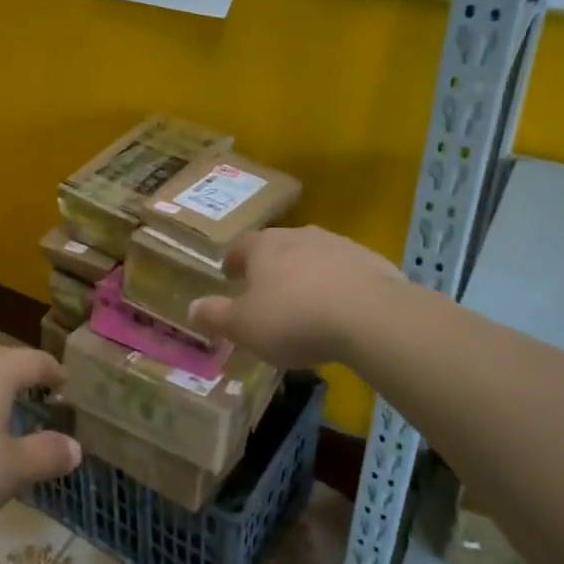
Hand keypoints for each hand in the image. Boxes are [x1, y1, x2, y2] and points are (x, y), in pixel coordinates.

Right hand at [187, 225, 407, 368]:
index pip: (240, 247)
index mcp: (264, 246)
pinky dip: (339, 285)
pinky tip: (342, 310)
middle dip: (270, 266)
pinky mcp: (372, 262)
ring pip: (313, 256)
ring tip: (305, 302)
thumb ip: (216, 316)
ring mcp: (339, 245)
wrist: (371, 316)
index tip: (230, 276)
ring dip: (306, 274)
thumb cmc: (294, 319)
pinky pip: (346, 272)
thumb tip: (191, 307)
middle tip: (266, 291)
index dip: (233, 262)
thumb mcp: (244, 326)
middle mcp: (299, 236)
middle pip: (278, 247)